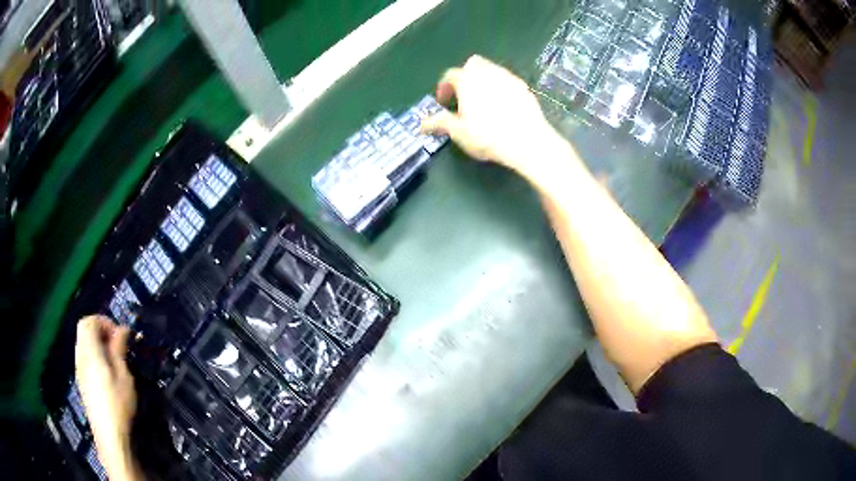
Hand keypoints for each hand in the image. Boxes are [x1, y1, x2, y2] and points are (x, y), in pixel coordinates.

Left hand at [75, 315, 142, 479]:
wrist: (109, 435)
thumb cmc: (118, 404)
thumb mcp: (124, 376)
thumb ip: (119, 349)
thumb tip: (123, 329)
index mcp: (89, 351)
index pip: (89, 321)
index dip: (104, 321)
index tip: (120, 334)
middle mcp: (80, 355)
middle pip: (84, 330)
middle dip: (100, 330)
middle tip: (117, 343)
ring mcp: (79, 368)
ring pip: (83, 343)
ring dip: (97, 343)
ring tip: (114, 358)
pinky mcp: (81, 380)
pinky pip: (84, 356)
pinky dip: (94, 354)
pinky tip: (107, 371)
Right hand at [421, 55, 568, 176]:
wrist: (527, 141)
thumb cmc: (487, 136)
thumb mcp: (459, 132)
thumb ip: (440, 123)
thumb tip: (421, 124)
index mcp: (467, 80)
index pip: (450, 75)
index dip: (444, 87)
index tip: (444, 102)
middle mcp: (486, 72)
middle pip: (472, 64)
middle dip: (465, 75)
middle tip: (464, 95)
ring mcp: (507, 77)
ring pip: (492, 69)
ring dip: (484, 79)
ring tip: (483, 100)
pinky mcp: (524, 87)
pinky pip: (508, 80)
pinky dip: (501, 87)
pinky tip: (503, 104)